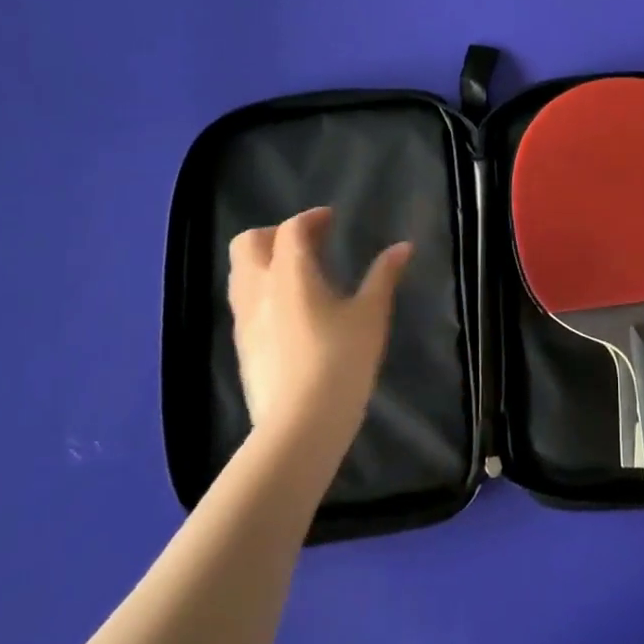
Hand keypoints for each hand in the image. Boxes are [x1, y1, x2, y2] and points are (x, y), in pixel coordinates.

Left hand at [227, 208, 411, 457]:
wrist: (300, 425)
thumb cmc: (341, 361)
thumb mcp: (371, 315)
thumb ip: (383, 276)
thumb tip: (403, 247)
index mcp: (290, 273)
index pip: (291, 229)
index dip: (311, 218)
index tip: (330, 220)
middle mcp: (259, 289)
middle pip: (248, 243)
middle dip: (274, 234)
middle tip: (306, 243)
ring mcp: (244, 319)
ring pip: (240, 273)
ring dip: (263, 261)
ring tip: (296, 273)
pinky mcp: (241, 346)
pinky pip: (243, 302)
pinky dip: (261, 290)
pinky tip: (288, 310)